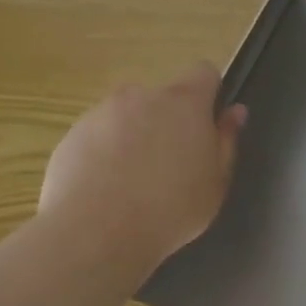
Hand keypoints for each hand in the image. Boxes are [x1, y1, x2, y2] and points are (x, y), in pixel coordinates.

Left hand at [39, 66, 246, 267]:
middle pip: (163, 96)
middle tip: (172, 163)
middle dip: (169, 120)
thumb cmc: (171, 208)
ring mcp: (101, 113)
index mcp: (185, 102)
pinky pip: (98, 136)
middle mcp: (142, 96)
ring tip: (134, 181)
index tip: (208, 124)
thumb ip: (226, 141)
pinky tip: (106, 189)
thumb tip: (234, 112)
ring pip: (128, 115)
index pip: (204, 72)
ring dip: (135, 135)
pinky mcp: (70, 136)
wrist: (94, 233)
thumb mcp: (216, 181)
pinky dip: (105, 153)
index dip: (210, 93)